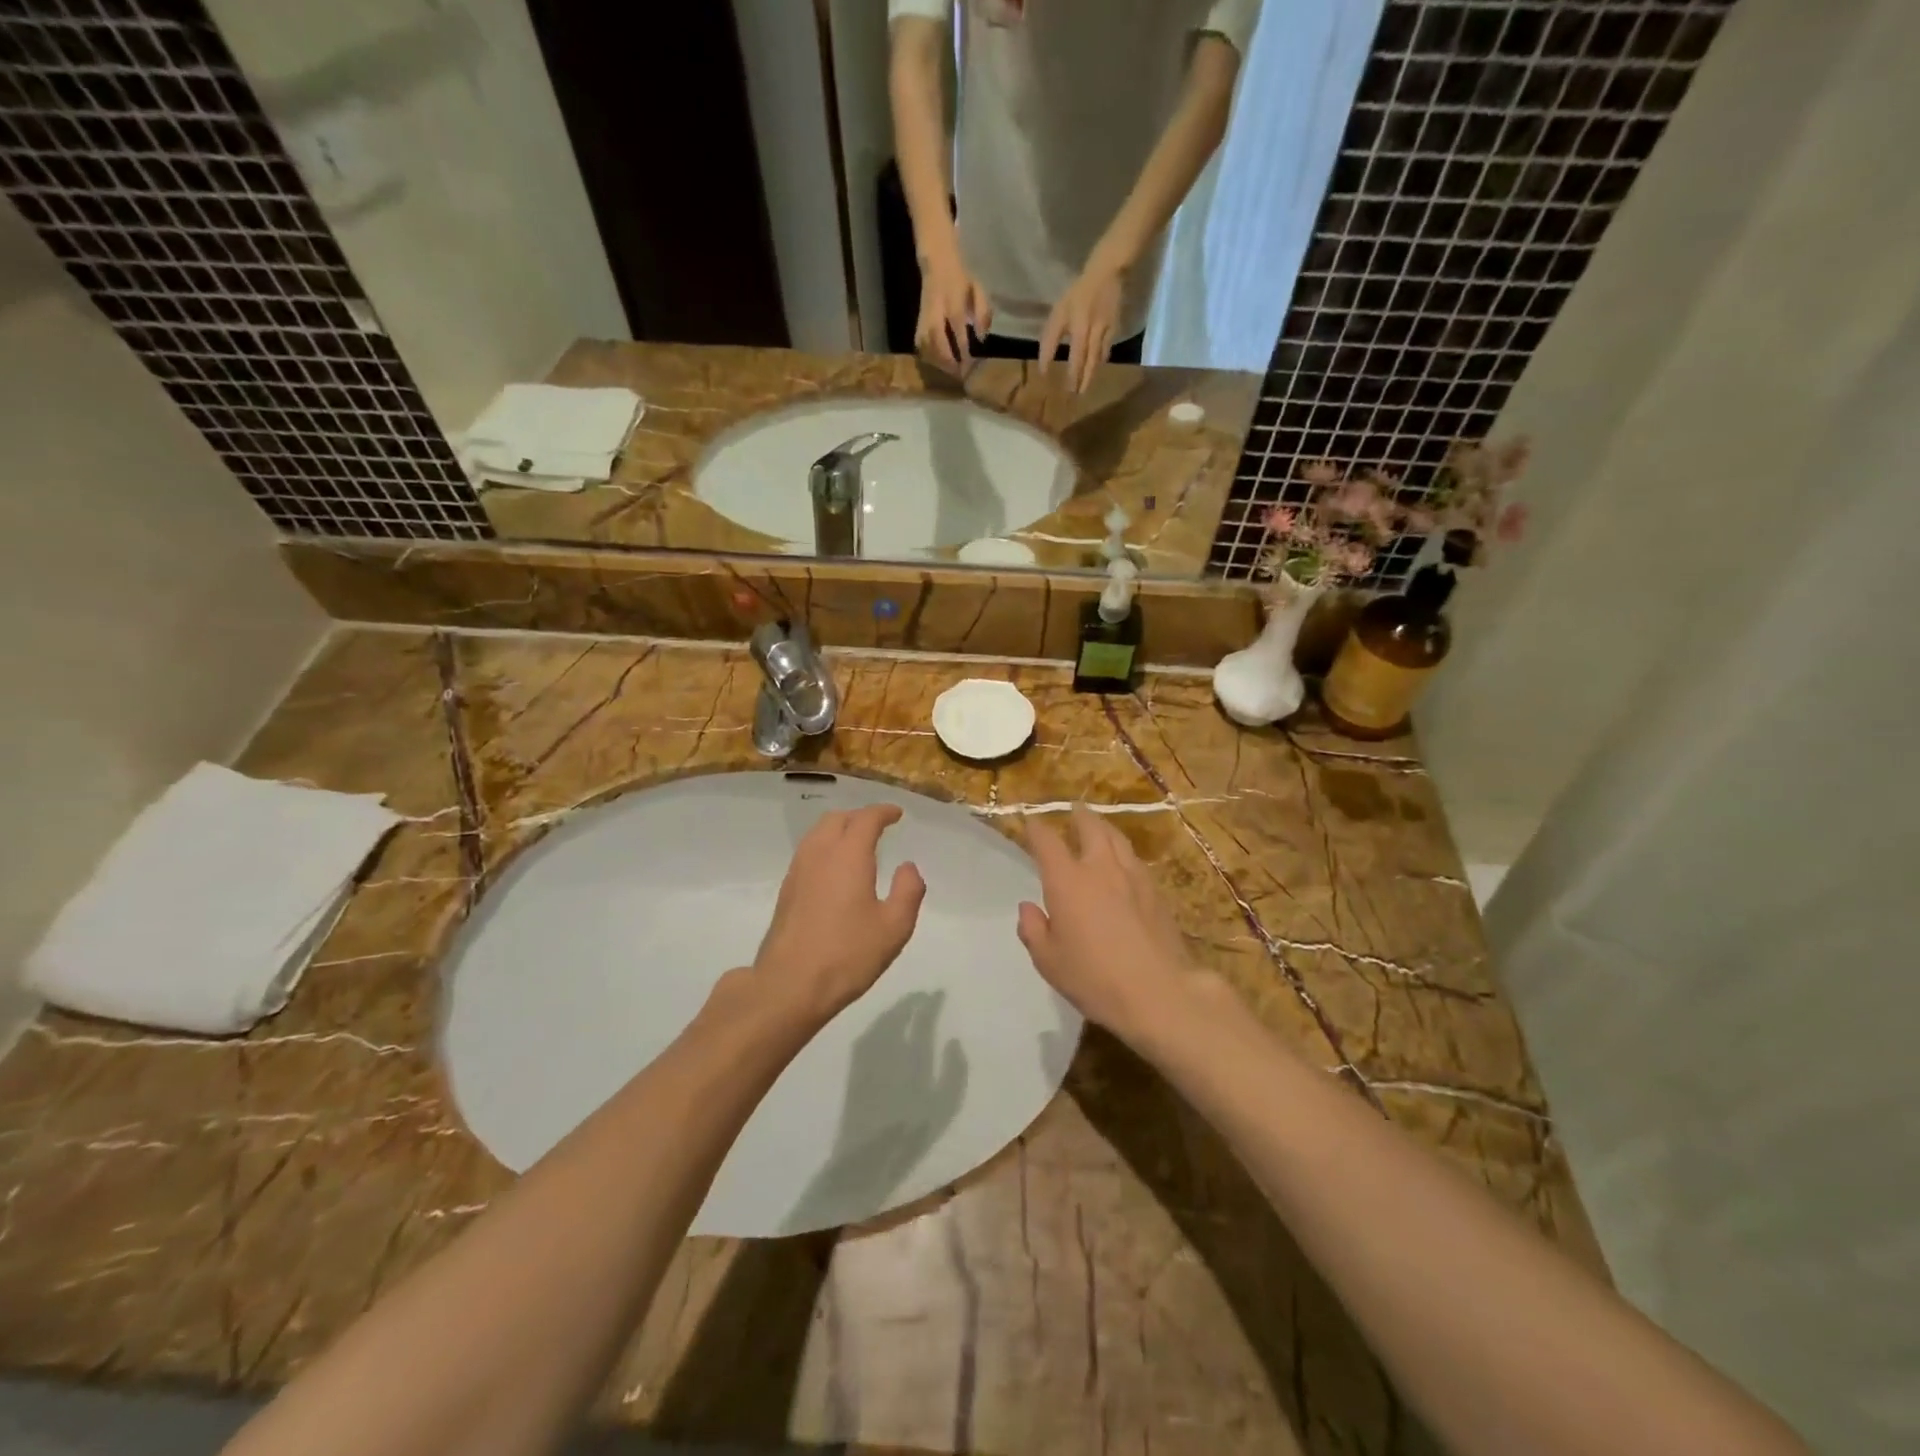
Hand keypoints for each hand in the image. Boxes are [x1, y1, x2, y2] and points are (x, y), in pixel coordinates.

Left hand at [751, 804, 925, 1024]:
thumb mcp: (894, 927)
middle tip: (878, 826)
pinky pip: (808, 852)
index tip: (897, 814)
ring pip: (818, 834)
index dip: (883, 812)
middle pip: (837, 819)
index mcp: (848, 856)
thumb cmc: (847, 955)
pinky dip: (825, 847)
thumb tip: (908, 867)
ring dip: (839, 829)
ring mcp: (798, 871)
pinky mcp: (786, 890)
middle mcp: (820, 854)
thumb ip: (908, 891)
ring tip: (857, 843)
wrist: (789, 985)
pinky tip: (835, 869)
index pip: (866, 819)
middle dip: (859, 817)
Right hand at [916, 246, 992, 370]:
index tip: (969, 364)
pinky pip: (919, 343)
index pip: (957, 327)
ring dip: (937, 361)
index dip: (963, 347)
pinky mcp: (918, 321)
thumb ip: (983, 313)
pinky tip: (937, 364)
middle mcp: (936, 310)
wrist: (938, 261)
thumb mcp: (978, 289)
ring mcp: (925, 316)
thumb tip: (982, 338)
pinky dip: (928, 356)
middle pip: (937, 339)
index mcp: (953, 300)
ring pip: (926, 343)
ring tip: (949, 371)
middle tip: (959, 374)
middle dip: (948, 359)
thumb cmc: (961, 278)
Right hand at [1016, 805, 1215, 1042]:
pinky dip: (1123, 853)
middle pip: (1090, 827)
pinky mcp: (1156, 892)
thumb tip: (1028, 908)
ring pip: (1117, 838)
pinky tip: (1124, 863)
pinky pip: (1135, 859)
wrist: (1158, 992)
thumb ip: (1034, 930)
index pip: (1047, 841)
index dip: (1036, 829)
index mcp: (1067, 881)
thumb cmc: (1094, 978)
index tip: (1030, 823)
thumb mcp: (1049, 961)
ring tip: (1099, 828)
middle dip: (1079, 816)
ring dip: (1104, 828)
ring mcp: (1133, 877)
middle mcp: (1100, 868)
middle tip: (1073, 811)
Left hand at [1037, 256, 1126, 392]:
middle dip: (1082, 380)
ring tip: (1086, 387)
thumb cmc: (1079, 290)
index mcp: (1079, 331)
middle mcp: (1093, 334)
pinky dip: (1102, 359)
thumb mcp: (1059, 311)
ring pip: (1098, 359)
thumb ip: (1051, 338)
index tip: (1060, 386)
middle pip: (1087, 363)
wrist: (1109, 270)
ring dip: (1091, 374)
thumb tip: (1044, 364)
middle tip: (1077, 395)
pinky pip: (1107, 348)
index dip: (1067, 374)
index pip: (1072, 359)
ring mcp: (1106, 332)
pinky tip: (1099, 365)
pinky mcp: (1115, 327)